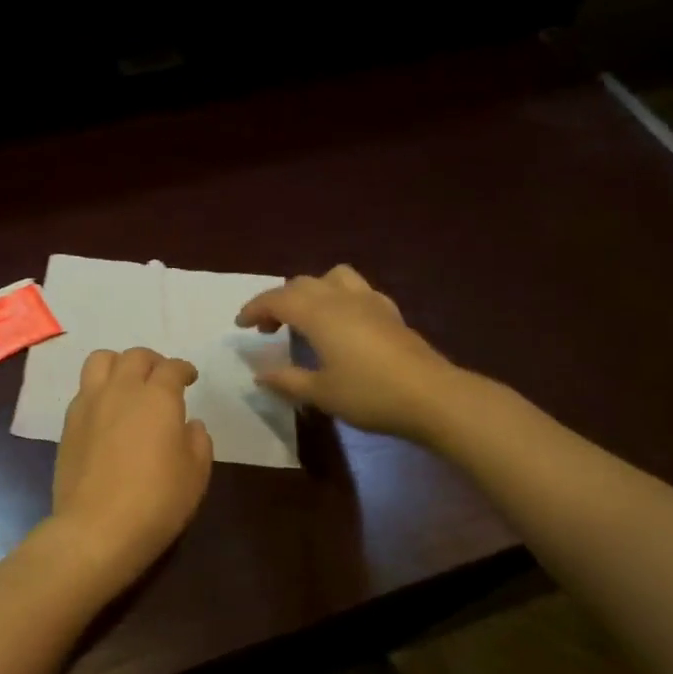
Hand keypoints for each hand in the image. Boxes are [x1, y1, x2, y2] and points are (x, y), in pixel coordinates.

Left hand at [49, 348, 213, 595]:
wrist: (96, 528)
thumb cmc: (156, 501)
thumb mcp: (195, 474)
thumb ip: (197, 441)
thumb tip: (189, 424)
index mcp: (157, 398)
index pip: (171, 368)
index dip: (183, 369)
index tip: (189, 378)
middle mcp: (121, 390)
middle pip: (135, 356)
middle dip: (152, 362)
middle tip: (161, 378)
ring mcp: (89, 404)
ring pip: (101, 360)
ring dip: (119, 364)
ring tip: (128, 384)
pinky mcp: (68, 423)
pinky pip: (84, 389)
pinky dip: (99, 389)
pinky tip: (107, 412)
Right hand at [236, 265, 472, 440]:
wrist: (431, 396)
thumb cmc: (368, 394)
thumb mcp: (320, 393)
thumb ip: (287, 380)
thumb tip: (260, 374)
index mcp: (317, 313)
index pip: (276, 299)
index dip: (254, 308)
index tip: (241, 324)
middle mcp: (340, 298)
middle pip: (301, 284)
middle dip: (278, 301)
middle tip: (268, 328)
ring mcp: (369, 301)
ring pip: (332, 277)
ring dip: (311, 290)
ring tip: (306, 316)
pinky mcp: (390, 312)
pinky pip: (357, 290)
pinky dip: (339, 298)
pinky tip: (343, 323)